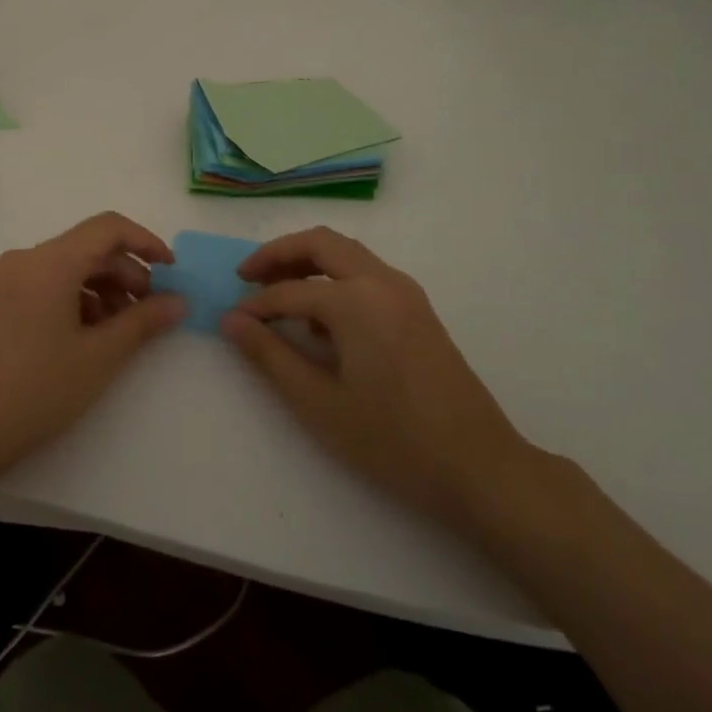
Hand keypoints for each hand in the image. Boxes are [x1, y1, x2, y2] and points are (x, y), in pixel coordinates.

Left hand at [0, 213, 185, 485]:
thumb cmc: (38, 389)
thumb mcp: (100, 356)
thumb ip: (143, 321)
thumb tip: (178, 301)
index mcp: (49, 262)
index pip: (107, 228)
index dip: (145, 242)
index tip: (172, 271)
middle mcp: (25, 260)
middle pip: (88, 248)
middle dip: (127, 273)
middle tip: (151, 312)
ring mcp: (7, 280)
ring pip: (69, 268)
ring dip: (103, 289)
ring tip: (122, 331)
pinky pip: (48, 284)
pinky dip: (77, 300)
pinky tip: (89, 337)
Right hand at [220, 227, 535, 523]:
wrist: (479, 468)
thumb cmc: (393, 441)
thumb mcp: (319, 403)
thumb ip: (270, 355)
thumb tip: (231, 320)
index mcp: (356, 301)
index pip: (289, 292)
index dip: (255, 306)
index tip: (231, 321)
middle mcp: (382, 282)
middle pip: (321, 243)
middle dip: (279, 254)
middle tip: (247, 277)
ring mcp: (406, 292)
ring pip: (346, 253)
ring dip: (308, 261)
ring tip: (276, 291)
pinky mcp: (418, 309)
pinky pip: (366, 273)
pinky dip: (334, 277)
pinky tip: (321, 318)